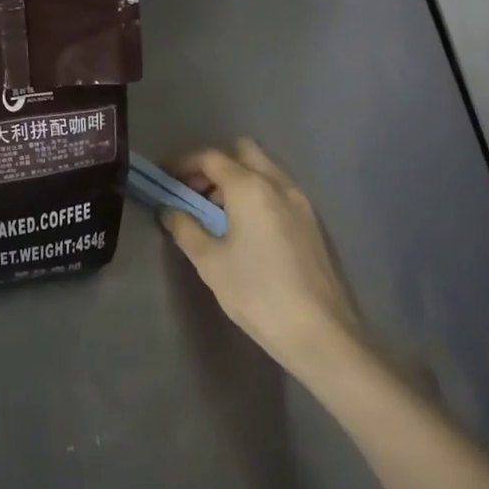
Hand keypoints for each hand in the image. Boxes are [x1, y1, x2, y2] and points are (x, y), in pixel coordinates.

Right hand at [160, 137, 368, 379]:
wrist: (324, 337)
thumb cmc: (259, 294)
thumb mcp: (210, 262)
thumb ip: (185, 228)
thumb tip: (168, 209)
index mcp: (249, 187)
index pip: (210, 157)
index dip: (183, 162)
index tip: (165, 177)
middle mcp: (277, 184)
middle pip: (242, 151)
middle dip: (215, 163)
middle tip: (195, 190)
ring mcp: (301, 202)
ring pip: (264, 169)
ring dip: (238, 177)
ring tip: (218, 211)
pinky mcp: (313, 223)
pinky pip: (279, 190)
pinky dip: (258, 193)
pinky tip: (247, 227)